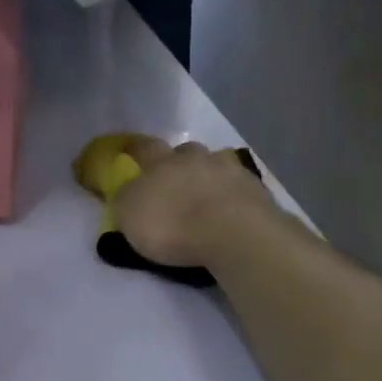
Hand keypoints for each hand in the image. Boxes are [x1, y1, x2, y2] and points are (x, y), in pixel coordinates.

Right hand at [114, 139, 277, 268]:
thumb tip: (127, 192)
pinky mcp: (255, 190)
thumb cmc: (173, 225)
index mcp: (162, 162)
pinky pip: (238, 186)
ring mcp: (230, 170)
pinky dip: (231, 195)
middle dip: (179, 162)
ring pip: (215, 165)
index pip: (143, 147)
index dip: (134, 149)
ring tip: (207, 197)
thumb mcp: (130, 216)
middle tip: (176, 180)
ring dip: (209, 176)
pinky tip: (229, 211)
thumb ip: (126, 200)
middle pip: (185, 151)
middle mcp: (196, 157)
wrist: (233, 233)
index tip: (129, 151)